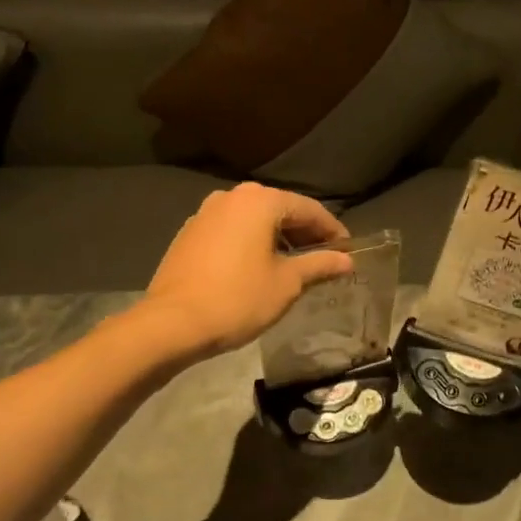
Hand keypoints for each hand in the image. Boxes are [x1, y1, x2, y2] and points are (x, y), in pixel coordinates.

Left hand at [142, 183, 354, 356]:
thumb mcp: (287, 284)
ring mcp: (205, 213)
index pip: (308, 208)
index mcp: (260, 201)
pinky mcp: (189, 233)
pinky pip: (231, 230)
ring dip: (276, 237)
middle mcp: (231, 197)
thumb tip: (347, 261)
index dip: (332, 229)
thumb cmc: (238, 299)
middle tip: (324, 257)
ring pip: (253, 219)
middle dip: (304, 232)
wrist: (172, 323)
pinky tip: (258, 267)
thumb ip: (319, 265)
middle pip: (279, 209)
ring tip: (293, 264)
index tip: (348, 250)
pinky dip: (250, 242)